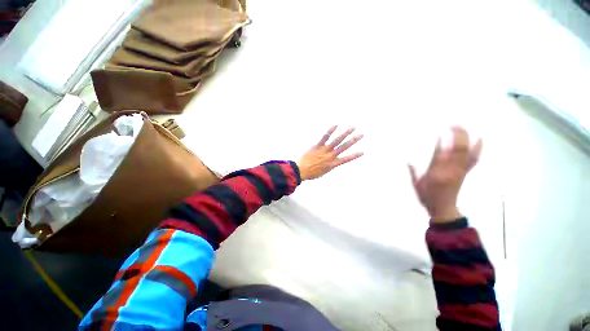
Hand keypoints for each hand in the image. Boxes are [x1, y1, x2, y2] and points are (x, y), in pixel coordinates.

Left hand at [298, 126, 363, 180]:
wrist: (301, 170)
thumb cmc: (311, 173)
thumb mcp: (323, 172)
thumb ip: (328, 166)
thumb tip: (330, 162)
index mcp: (333, 164)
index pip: (347, 159)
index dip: (355, 155)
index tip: (362, 152)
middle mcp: (331, 156)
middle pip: (344, 147)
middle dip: (353, 140)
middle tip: (361, 135)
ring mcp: (325, 150)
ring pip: (337, 140)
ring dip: (346, 133)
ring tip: (352, 128)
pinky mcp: (318, 146)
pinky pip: (325, 137)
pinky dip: (330, 131)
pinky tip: (336, 125)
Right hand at [409, 126, 482, 222]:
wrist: (443, 209)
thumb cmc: (427, 197)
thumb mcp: (416, 185)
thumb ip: (412, 172)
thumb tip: (408, 159)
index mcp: (436, 173)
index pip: (440, 153)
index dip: (442, 140)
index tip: (441, 130)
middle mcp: (450, 169)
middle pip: (457, 149)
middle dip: (457, 134)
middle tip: (453, 123)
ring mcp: (460, 171)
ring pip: (467, 152)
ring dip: (467, 138)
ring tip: (463, 127)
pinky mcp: (465, 172)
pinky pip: (474, 159)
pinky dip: (478, 149)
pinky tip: (480, 139)